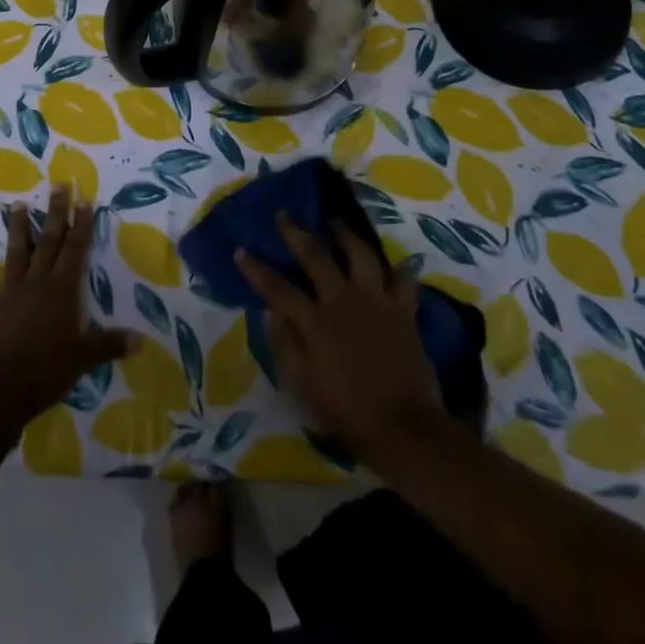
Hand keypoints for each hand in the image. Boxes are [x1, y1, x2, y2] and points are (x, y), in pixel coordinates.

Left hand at [0, 186, 138, 429]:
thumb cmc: (46, 370)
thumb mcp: (84, 358)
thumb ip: (109, 344)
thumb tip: (141, 341)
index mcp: (62, 290)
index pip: (75, 249)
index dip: (81, 224)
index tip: (84, 198)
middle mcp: (36, 283)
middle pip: (47, 242)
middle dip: (54, 213)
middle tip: (57, 185)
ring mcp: (8, 295)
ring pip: (15, 255)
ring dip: (16, 230)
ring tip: (16, 205)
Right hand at [235, 214, 448, 461]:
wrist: (404, 428)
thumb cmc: (347, 412)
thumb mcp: (303, 386)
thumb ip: (284, 346)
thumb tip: (268, 313)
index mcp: (315, 322)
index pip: (277, 288)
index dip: (256, 269)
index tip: (240, 250)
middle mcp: (343, 301)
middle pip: (316, 256)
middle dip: (296, 233)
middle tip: (285, 215)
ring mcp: (377, 302)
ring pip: (360, 254)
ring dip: (346, 234)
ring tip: (336, 222)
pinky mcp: (404, 311)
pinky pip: (402, 280)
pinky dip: (397, 270)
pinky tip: (391, 264)